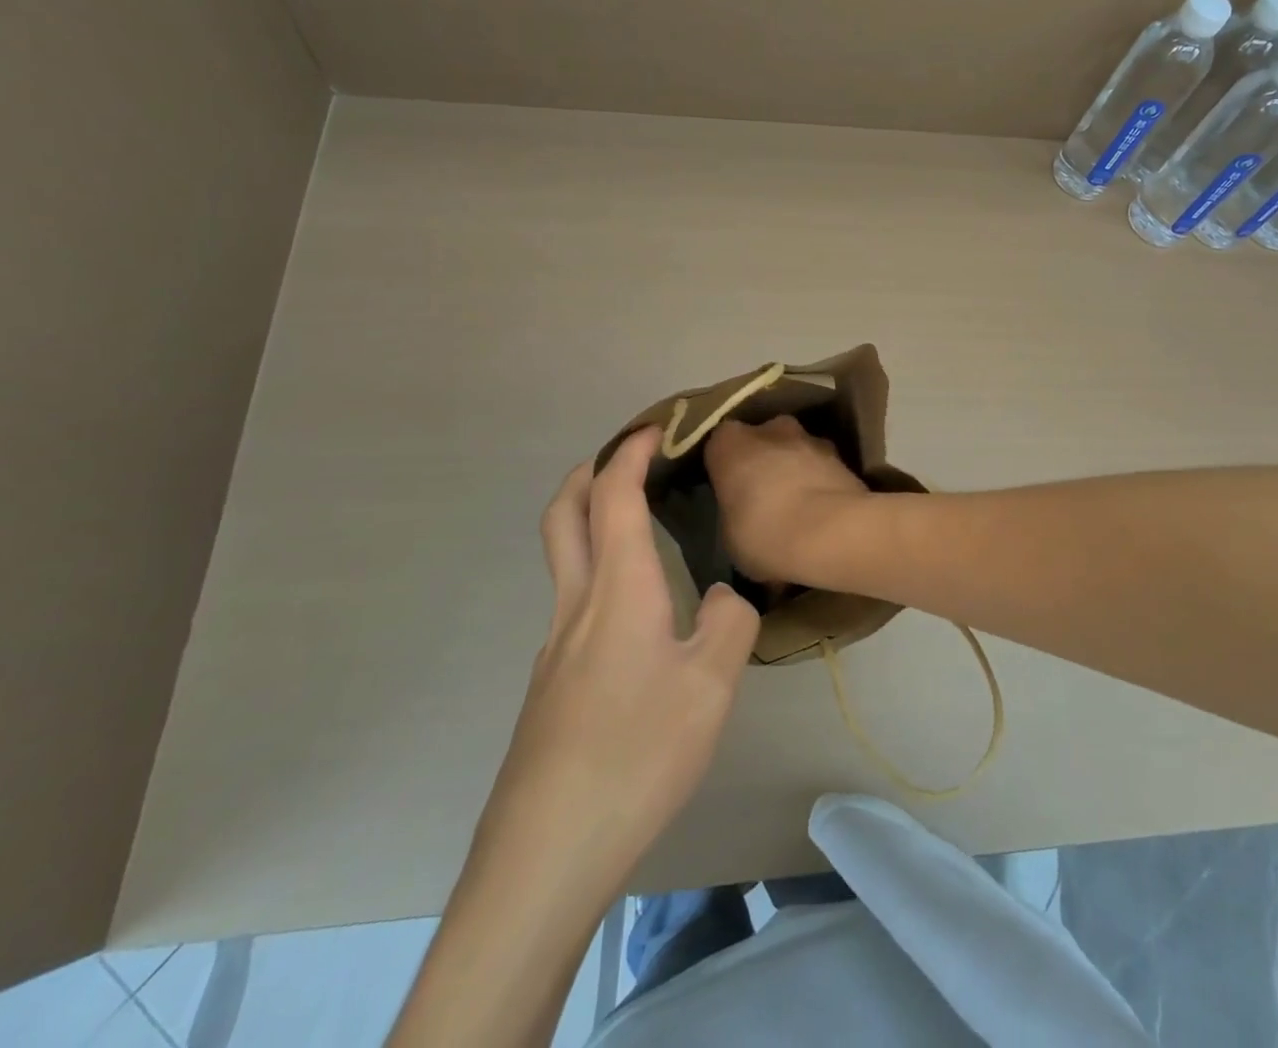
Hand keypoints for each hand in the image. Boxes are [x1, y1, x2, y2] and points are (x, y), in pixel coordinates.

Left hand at [477, 427, 760, 893]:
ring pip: (564, 561)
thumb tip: (723, 599)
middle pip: (563, 515)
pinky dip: (599, 574)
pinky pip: (574, 605)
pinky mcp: (551, 686)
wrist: (548, 849)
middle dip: (590, 473)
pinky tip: (637, 619)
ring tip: (639, 530)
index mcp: (618, 590)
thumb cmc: (637, 752)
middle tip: (626, 459)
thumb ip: (729, 625)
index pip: (615, 496)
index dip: (631, 453)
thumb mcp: (711, 686)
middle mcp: (577, 605)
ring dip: (591, 523)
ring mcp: (556, 648)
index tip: (656, 429)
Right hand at [705, 416, 872, 584]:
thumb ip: (735, 514)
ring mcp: (811, 438)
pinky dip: (822, 485)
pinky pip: (823, 469)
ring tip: (800, 512)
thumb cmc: (764, 534)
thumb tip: (744, 517)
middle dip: (765, 464)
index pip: (719, 447)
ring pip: (797, 452)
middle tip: (765, 500)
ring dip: (797, 472)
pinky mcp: (844, 456)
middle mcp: (770, 429)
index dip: (725, 470)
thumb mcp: (730, 537)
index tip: (730, 493)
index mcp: (730, 443)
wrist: (833, 533)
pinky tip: (825, 517)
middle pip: (763, 442)